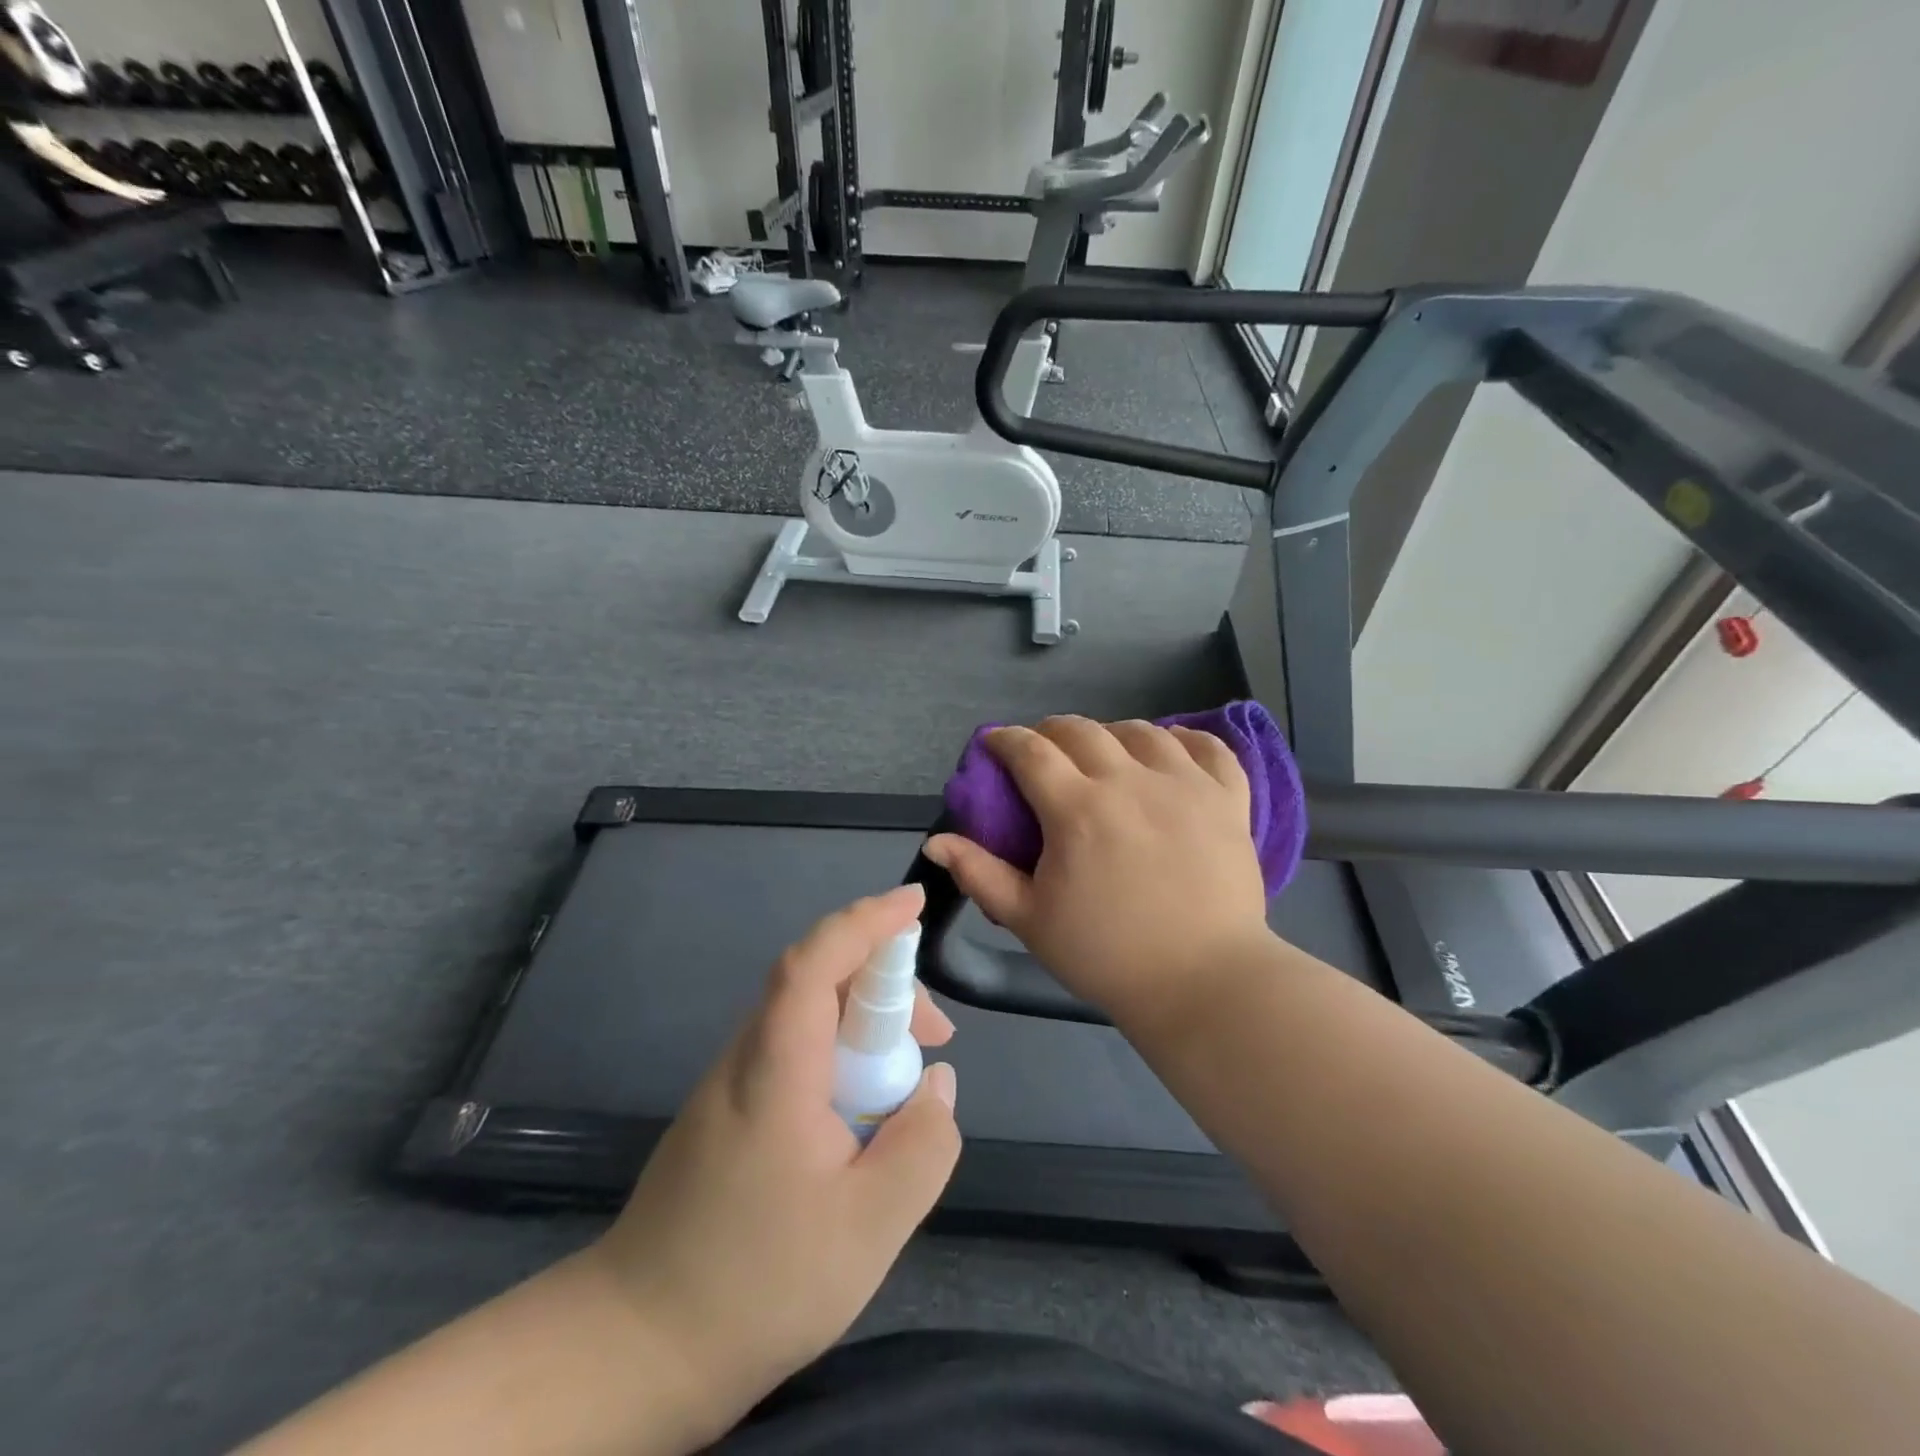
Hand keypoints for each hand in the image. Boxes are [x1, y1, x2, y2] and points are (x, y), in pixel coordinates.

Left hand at [593, 884, 959, 1441]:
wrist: (637, 1345)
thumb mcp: (870, 1228)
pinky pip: (793, 1048)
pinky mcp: (728, 1109)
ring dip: (865, 1019)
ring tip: (909, 1078)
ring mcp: (731, 1082)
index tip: (914, 902)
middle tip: (936, 1036)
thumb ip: (922, 1146)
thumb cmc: (756, 1283)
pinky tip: (862, 1108)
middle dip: (885, 981)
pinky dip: (840, 1050)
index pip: (816, 961)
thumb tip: (938, 1084)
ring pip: (806, 1013)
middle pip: (817, 978)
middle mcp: (747, 1056)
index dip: (866, 921)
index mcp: (777, 1068)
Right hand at [924, 715, 1272, 1027]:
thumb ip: (980, 874)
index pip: (1031, 751)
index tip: (995, 744)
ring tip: (1105, 755)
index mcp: (1077, 810)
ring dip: (1112, 734)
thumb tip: (935, 841)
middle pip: (1082, 730)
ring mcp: (1185, 785)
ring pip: (1142, 731)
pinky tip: (1171, 750)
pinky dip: (1186, 739)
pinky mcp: (1228, 799)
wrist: (1203, 983)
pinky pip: (1209, 747)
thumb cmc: (1107, 955)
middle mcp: (1130, 781)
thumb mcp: (1031, 920)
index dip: (1006, 740)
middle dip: (1051, 732)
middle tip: (1043, 753)